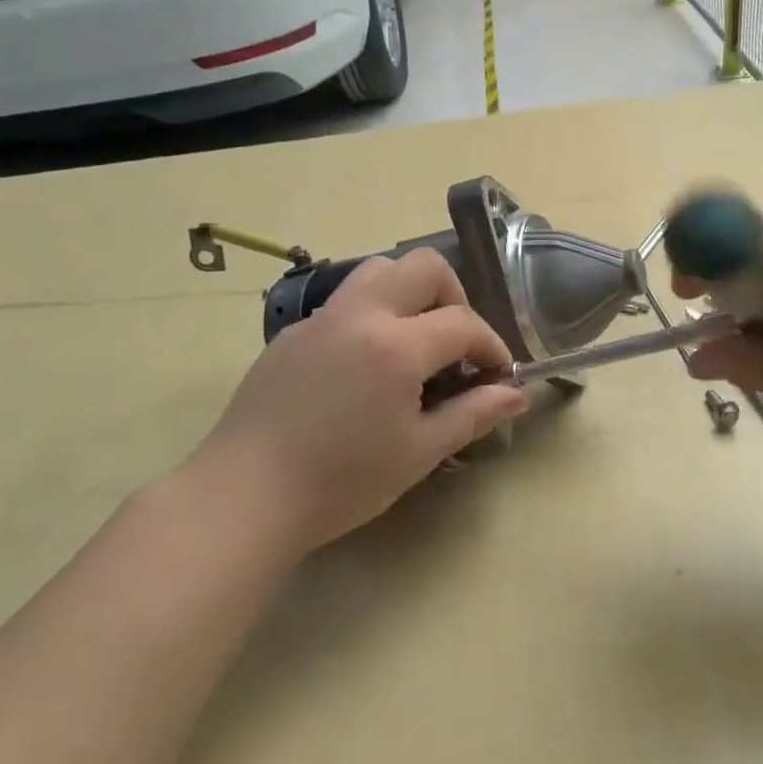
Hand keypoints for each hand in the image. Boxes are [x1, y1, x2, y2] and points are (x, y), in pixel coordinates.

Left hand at [179, 249, 527, 558]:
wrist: (246, 497)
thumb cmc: (341, 482)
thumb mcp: (418, 453)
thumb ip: (472, 415)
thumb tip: (517, 395)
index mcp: (395, 346)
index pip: (462, 322)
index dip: (492, 346)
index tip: (498, 376)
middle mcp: (358, 315)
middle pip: (423, 266)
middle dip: (454, 297)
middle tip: (455, 345)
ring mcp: (320, 320)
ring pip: (378, 272)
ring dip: (410, 295)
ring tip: (414, 345)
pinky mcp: (292, 335)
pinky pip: (344, 303)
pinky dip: (372, 316)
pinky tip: (365, 369)